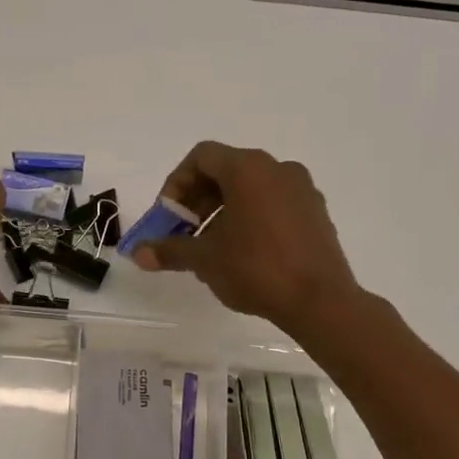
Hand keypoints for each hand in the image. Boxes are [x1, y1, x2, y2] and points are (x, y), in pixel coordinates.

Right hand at [132, 142, 358, 332]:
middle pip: (225, 171)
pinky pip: (272, 204)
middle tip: (183, 233)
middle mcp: (277, 169)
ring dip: (221, 211)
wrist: (320, 301)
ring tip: (210, 247)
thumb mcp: (205, 259)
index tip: (168, 216)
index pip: (202, 157)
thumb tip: (138, 253)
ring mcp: (301, 190)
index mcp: (248, 169)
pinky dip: (249, 218)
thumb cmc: (256, 269)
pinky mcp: (315, 213)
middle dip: (197, 200)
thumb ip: (169, 250)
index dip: (177, 183)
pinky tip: (242, 253)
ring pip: (250, 189)